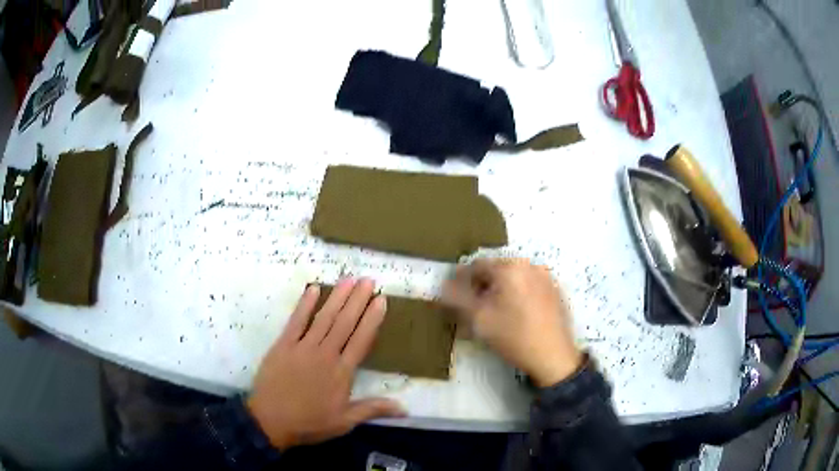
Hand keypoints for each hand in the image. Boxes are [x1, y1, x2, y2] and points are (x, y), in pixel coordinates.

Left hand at [247, 279, 405, 450]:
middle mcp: (325, 354)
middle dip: (358, 300)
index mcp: (342, 373)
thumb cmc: (309, 422)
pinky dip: (304, 304)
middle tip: (368, 280)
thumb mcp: (345, 422)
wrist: (270, 420)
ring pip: (324, 318)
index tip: (381, 300)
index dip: (372, 319)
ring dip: (337, 297)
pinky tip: (313, 289)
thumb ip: (373, 409)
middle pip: (344, 323)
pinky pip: (296, 321)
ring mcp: (302, 347)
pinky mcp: (283, 345)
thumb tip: (405, 409)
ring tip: (349, 279)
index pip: (361, 340)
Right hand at [442, 259, 581, 387]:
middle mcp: (529, 264)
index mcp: (510, 267)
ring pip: (512, 278)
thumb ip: (457, 298)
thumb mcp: (478, 319)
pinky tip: (516, 315)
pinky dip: (517, 294)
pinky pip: (528, 285)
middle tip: (475, 309)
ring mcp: (545, 276)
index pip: (476, 266)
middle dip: (481, 286)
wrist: (553, 356)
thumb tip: (444, 284)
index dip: (461, 282)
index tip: (455, 299)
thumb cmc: (513, 336)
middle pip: (495, 270)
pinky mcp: (555, 289)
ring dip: (499, 290)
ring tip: (494, 313)